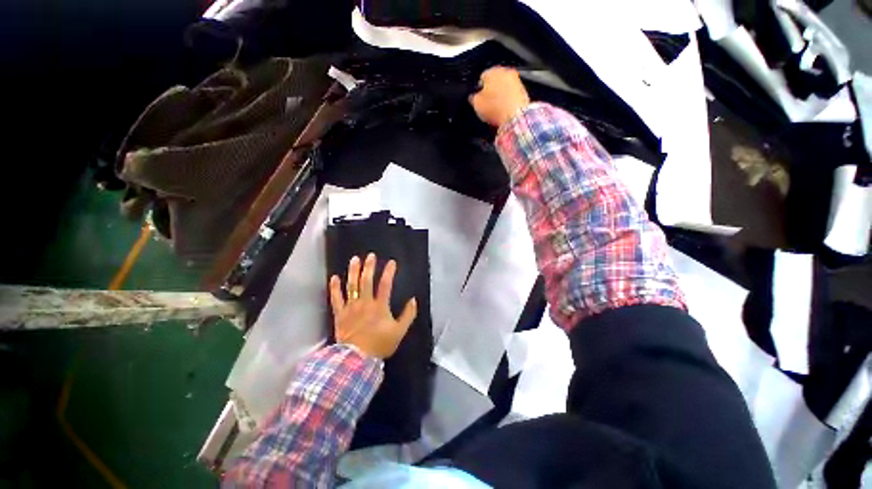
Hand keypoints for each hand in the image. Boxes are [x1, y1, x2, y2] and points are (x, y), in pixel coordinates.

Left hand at [329, 253, 416, 358]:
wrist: (357, 360)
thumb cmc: (380, 345)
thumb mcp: (399, 331)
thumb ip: (408, 315)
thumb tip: (413, 300)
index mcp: (379, 306)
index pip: (385, 285)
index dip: (389, 272)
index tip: (392, 262)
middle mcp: (365, 303)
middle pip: (366, 281)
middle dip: (369, 267)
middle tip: (370, 256)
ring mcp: (351, 308)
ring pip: (351, 286)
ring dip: (353, 272)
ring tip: (354, 260)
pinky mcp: (340, 314)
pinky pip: (336, 299)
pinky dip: (335, 288)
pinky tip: (334, 278)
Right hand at [469, 67, 530, 127]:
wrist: (515, 116)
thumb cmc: (495, 108)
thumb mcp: (476, 104)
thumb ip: (473, 98)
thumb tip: (473, 97)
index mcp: (491, 71)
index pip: (482, 77)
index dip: (478, 90)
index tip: (478, 99)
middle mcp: (505, 71)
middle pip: (494, 81)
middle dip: (491, 91)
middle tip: (487, 105)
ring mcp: (516, 80)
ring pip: (504, 87)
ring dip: (500, 96)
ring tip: (496, 109)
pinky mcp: (523, 90)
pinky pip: (511, 95)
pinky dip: (508, 101)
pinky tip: (504, 110)